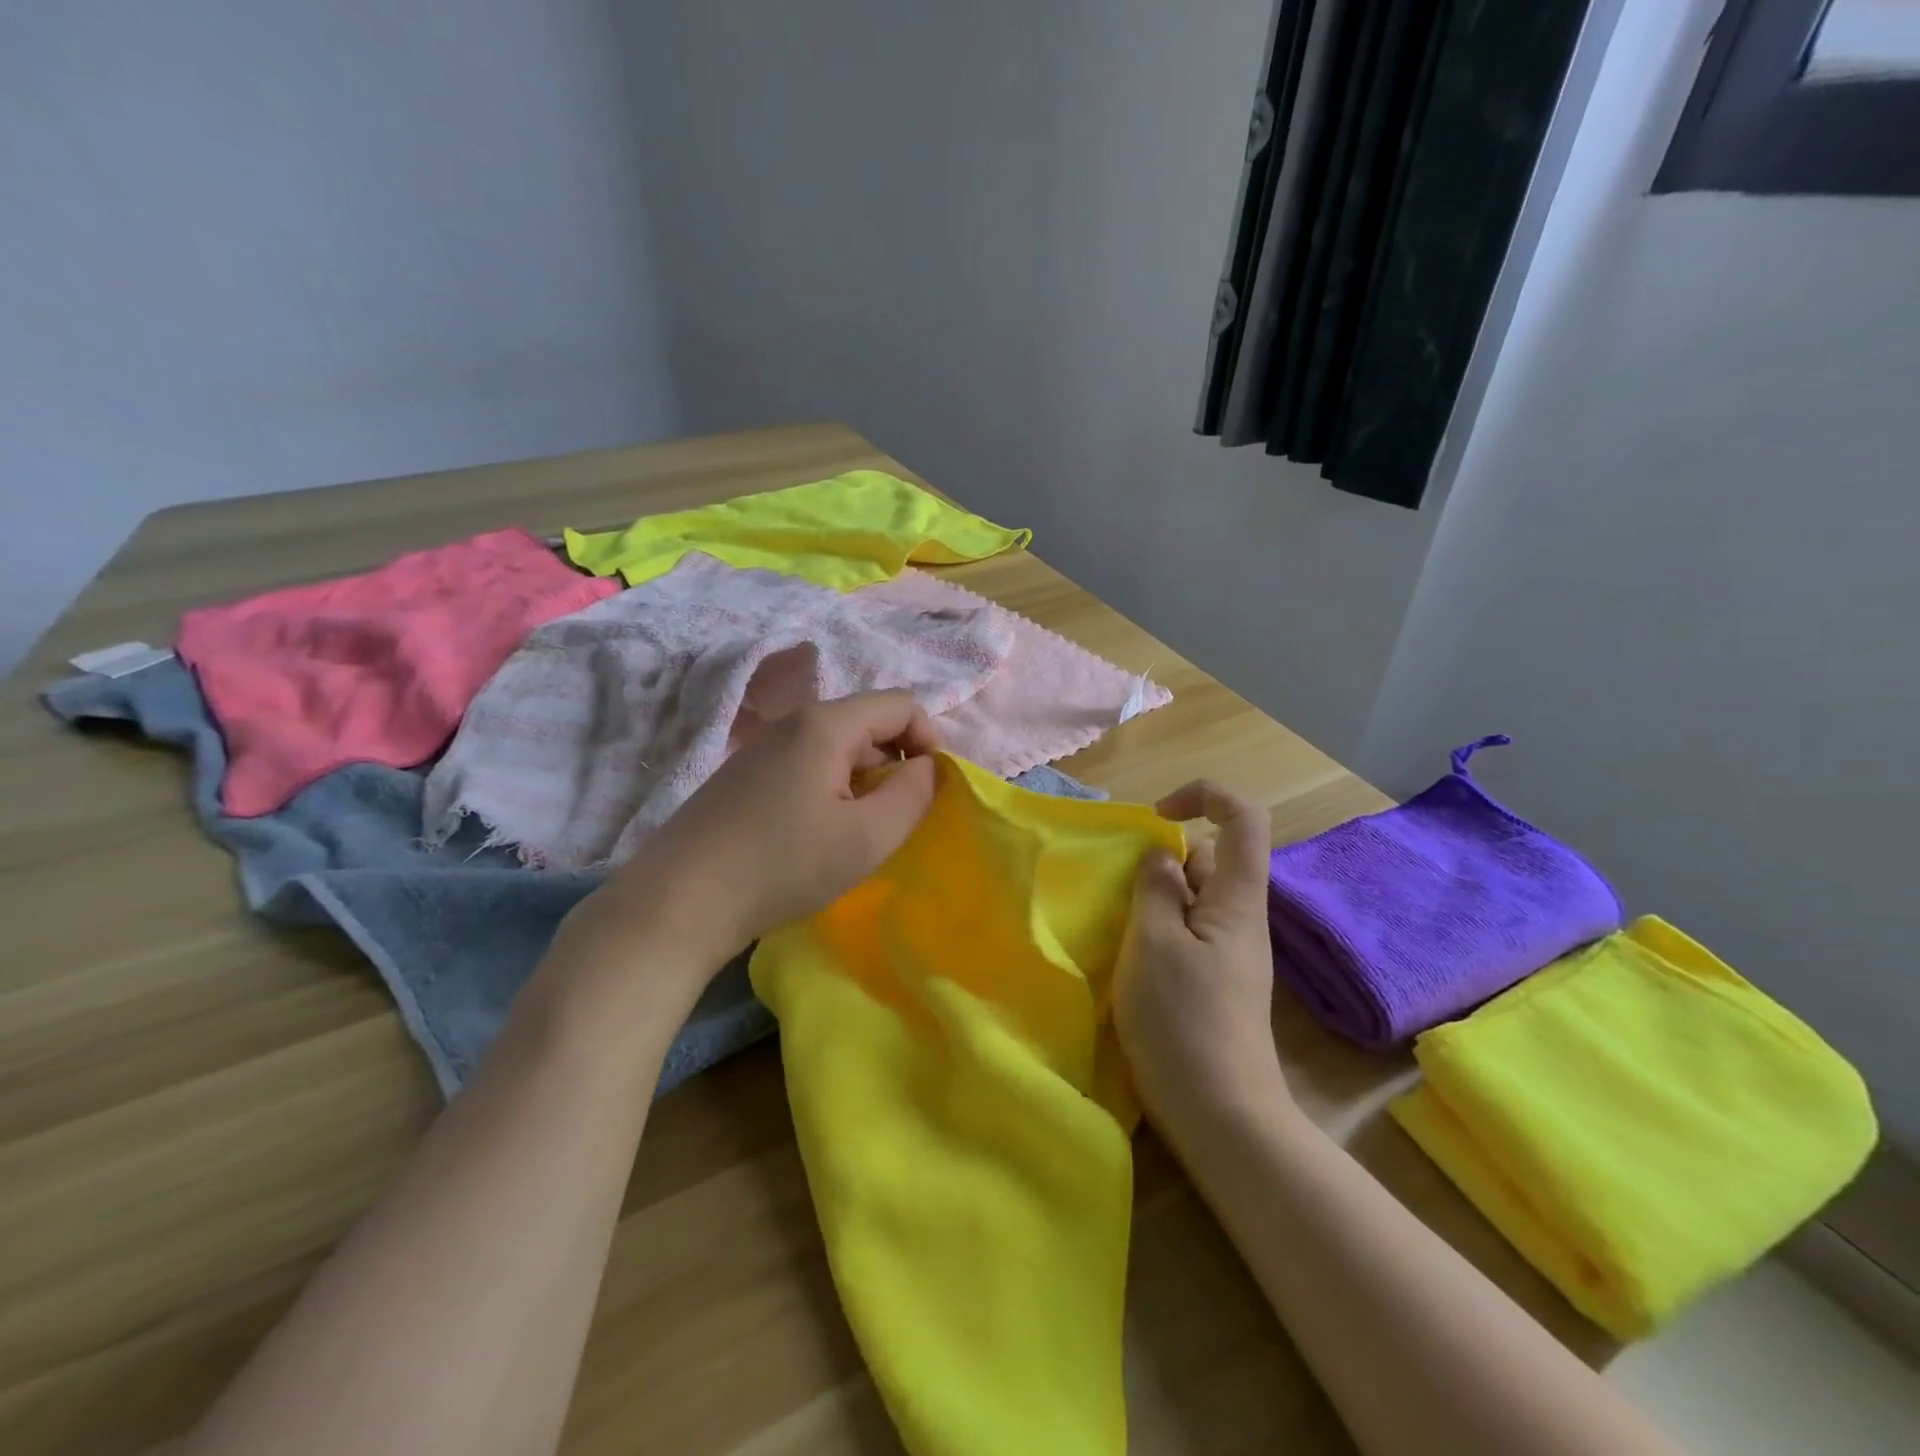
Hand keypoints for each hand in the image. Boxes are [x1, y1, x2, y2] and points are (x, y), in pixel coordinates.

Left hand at [552, 691, 940, 1009]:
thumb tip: (929, 767)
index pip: (901, 704)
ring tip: (858, 836)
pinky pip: (807, 768)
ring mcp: (762, 749)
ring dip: (864, 783)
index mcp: (826, 724)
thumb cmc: (783, 865)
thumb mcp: (867, 837)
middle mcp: (793, 723)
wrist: (678, 901)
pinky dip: (831, 792)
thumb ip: (914, 795)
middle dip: (896, 765)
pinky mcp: (743, 777)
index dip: (929, 740)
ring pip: (837, 749)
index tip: (931, 790)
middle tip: (896, 821)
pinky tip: (817, 838)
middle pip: (868, 724)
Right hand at [1114, 781, 1292, 1144]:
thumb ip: (1156, 888)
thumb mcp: (1154, 943)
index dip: (1204, 796)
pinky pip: (1185, 933)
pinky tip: (1128, 958)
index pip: (1244, 819)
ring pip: (1192, 898)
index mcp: (1236, 899)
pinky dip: (1155, 930)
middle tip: (1118, 889)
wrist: (1221, 1116)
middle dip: (1162, 859)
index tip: (1157, 815)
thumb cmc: (1183, 1022)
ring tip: (1115, 924)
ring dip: (1152, 898)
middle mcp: (1239, 918)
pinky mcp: (1214, 983)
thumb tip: (1162, 857)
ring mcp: (1228, 953)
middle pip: (1210, 858)